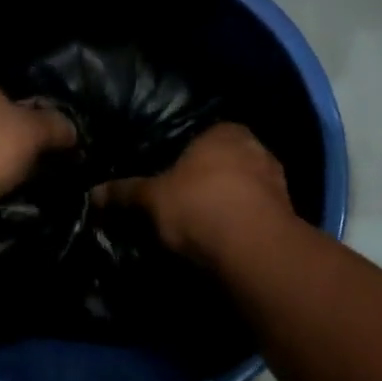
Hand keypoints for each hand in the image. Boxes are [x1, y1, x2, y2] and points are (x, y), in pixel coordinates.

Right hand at [94, 123, 294, 263]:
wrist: (253, 249)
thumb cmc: (199, 205)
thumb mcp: (153, 198)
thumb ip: (126, 192)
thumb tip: (93, 192)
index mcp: (226, 131)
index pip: (201, 135)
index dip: (184, 157)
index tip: (169, 178)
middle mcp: (257, 147)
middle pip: (224, 161)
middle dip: (208, 179)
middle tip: (183, 202)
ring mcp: (277, 181)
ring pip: (244, 188)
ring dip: (229, 203)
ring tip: (204, 226)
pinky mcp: (288, 215)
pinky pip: (257, 214)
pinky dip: (243, 224)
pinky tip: (226, 241)